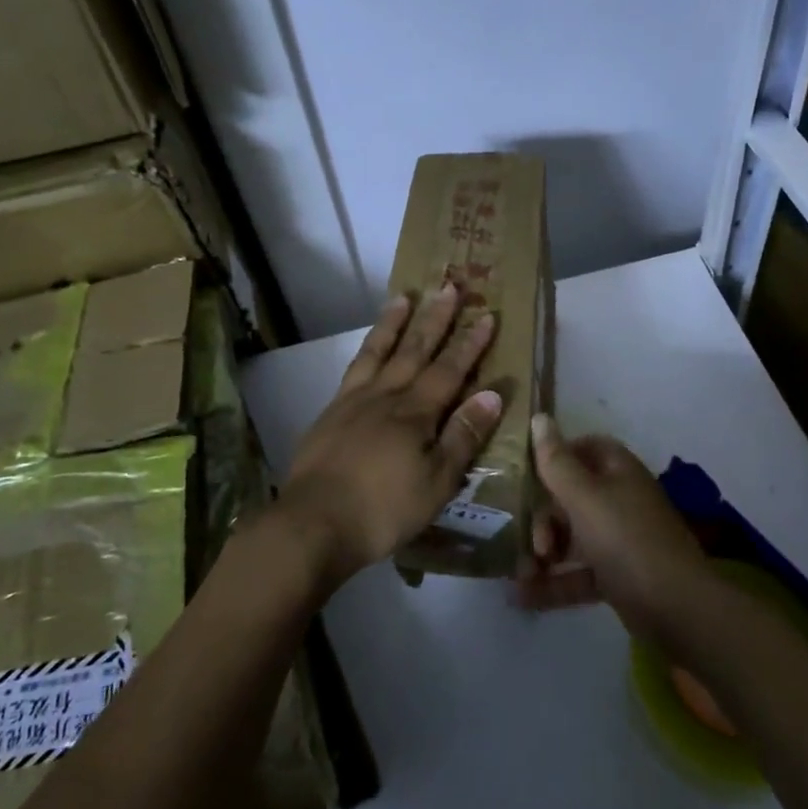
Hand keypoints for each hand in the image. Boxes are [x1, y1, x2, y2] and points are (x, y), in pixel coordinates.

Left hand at [277, 284, 503, 589]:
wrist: (314, 522)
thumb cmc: (384, 509)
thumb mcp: (436, 482)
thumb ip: (463, 436)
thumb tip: (492, 394)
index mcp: (416, 413)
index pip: (450, 370)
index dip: (470, 343)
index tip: (486, 315)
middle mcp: (386, 395)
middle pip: (415, 350)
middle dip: (435, 319)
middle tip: (449, 286)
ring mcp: (354, 400)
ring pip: (380, 350)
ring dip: (395, 322)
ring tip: (404, 296)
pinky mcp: (331, 411)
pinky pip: (354, 368)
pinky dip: (367, 349)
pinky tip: (370, 345)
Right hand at [516, 415, 706, 640]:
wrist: (678, 610)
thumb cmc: (626, 541)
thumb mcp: (584, 497)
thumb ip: (556, 461)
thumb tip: (540, 417)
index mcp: (618, 472)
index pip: (585, 448)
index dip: (555, 455)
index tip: (526, 473)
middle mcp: (621, 500)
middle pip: (572, 496)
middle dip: (542, 517)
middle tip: (531, 541)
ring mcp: (621, 540)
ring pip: (573, 537)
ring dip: (544, 552)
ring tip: (519, 574)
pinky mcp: (619, 577)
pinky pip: (579, 572)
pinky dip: (554, 583)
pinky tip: (523, 597)